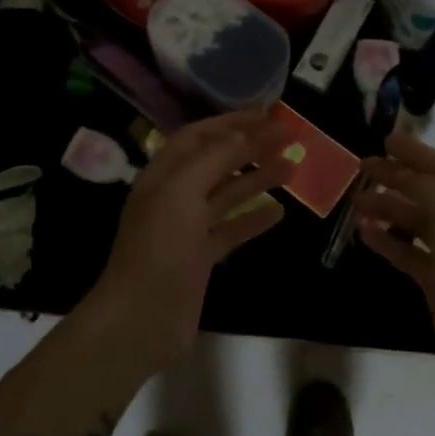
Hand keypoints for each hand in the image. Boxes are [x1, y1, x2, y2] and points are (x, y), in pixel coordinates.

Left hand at [81, 110, 294, 375]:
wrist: (141, 319)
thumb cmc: (160, 248)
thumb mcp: (182, 192)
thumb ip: (214, 159)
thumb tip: (244, 133)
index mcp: (163, 175)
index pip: (199, 136)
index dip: (232, 122)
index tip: (269, 115)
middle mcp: (175, 196)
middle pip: (217, 162)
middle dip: (251, 147)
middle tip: (289, 138)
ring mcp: (188, 229)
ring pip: (228, 194)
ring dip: (258, 178)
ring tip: (293, 167)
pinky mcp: (201, 258)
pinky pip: (232, 229)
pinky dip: (254, 219)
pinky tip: (280, 212)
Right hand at [354, 133, 434, 397]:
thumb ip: (427, 189)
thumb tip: (401, 173)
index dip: (415, 152)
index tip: (385, 140)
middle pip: (427, 193)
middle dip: (396, 178)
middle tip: (362, 169)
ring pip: (415, 222)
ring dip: (388, 209)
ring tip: (356, 203)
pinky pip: (408, 253)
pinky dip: (388, 242)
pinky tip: (364, 235)